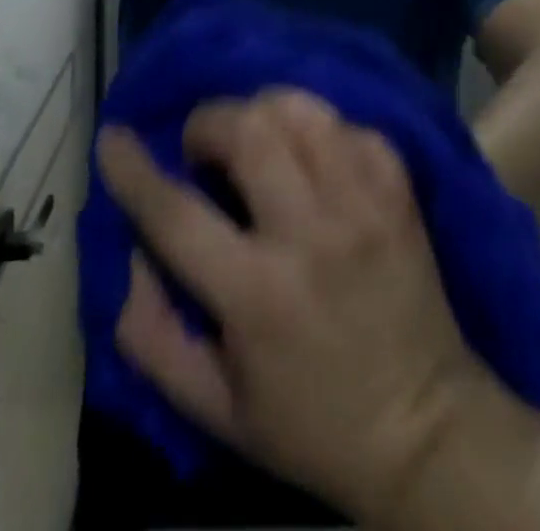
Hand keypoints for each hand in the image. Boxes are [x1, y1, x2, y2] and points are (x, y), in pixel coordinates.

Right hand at [96, 89, 487, 521]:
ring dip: (264, 112)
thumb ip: (153, 337)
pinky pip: (349, 125)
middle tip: (204, 150)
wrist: (425, 429)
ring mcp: (362, 203)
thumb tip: (131, 256)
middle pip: (248, 131)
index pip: (176, 213)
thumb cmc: (311, 425)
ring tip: (257, 140)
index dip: (133, 169)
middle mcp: (311, 234)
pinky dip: (319, 129)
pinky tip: (312, 158)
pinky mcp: (399, 189)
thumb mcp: (214, 409)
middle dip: (210, 122)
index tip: (113, 137)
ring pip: (301, 111)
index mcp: (256, 295)